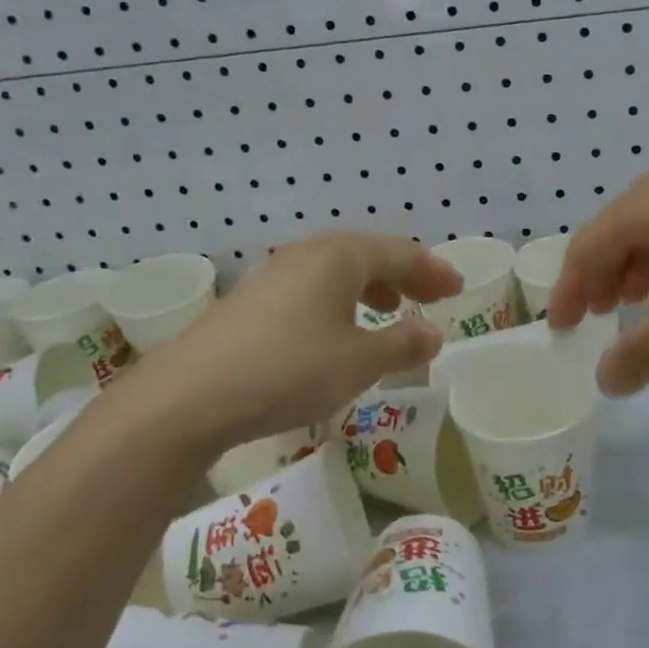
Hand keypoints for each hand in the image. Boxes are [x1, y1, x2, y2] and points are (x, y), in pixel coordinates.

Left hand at [132, 234, 460, 447]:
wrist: (190, 395)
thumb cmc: (290, 370)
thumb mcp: (359, 362)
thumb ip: (403, 344)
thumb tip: (433, 333)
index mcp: (340, 256)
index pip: (401, 252)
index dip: (434, 270)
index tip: (458, 289)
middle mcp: (308, 254)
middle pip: (369, 255)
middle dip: (406, 275)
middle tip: (434, 296)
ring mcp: (275, 275)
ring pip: (338, 271)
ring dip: (372, 287)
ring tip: (391, 308)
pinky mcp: (252, 301)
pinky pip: (312, 288)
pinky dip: (340, 300)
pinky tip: (338, 329)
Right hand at [548, 169, 648, 395]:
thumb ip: (644, 348)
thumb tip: (604, 383)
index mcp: (647, 202)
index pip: (587, 247)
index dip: (568, 290)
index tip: (562, 329)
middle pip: (614, 235)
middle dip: (599, 279)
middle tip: (596, 318)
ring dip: (633, 271)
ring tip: (636, 305)